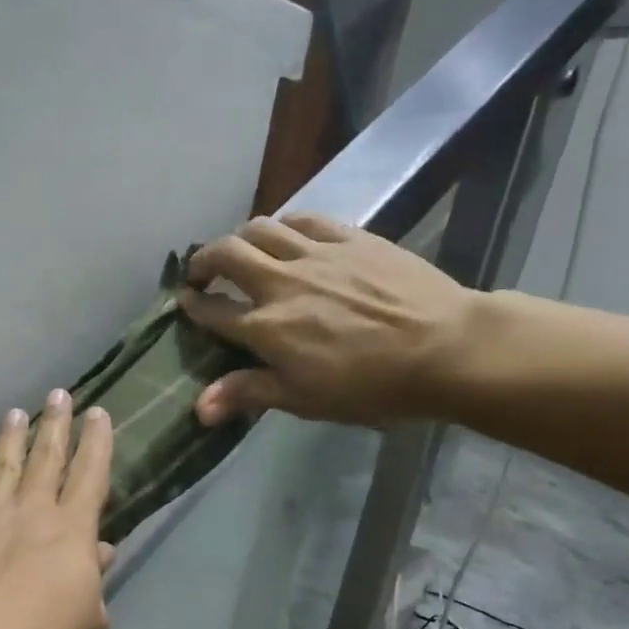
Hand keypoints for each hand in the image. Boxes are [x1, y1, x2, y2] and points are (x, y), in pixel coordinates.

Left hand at [0, 392, 115, 628]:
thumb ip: (94, 587)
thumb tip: (99, 553)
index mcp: (71, 534)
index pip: (90, 476)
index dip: (97, 443)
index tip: (98, 414)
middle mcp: (30, 514)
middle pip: (46, 459)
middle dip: (56, 424)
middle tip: (59, 393)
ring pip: (3, 467)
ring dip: (11, 438)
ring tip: (16, 413)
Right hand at [177, 213, 475, 428]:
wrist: (444, 348)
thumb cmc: (370, 385)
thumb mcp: (304, 400)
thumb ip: (248, 393)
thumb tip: (197, 408)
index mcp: (266, 327)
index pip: (213, 310)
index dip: (193, 305)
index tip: (184, 302)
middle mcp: (281, 282)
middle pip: (227, 255)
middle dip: (204, 260)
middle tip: (201, 272)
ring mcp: (316, 254)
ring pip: (261, 228)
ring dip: (239, 237)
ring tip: (241, 251)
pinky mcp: (350, 237)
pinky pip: (304, 219)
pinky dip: (283, 225)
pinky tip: (286, 235)